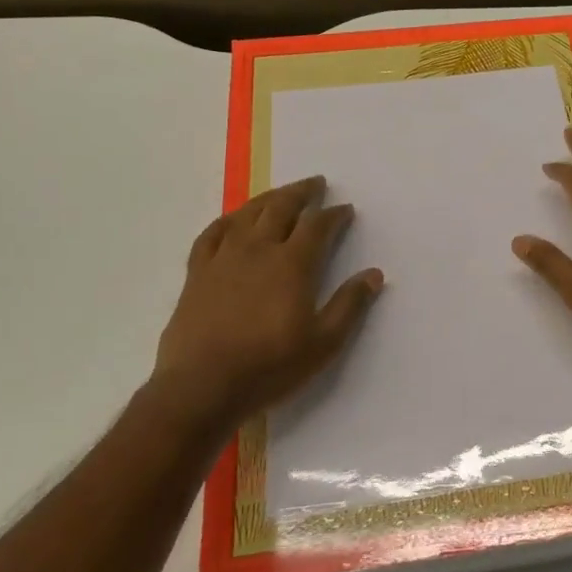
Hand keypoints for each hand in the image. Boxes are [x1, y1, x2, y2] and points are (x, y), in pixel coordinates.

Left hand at [153, 176, 382, 420]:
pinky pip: (211, 234)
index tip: (345, 209)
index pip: (318, 226)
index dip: (334, 215)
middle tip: (316, 184)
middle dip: (302, 193)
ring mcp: (223, 258)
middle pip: (281, 208)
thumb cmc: (270, 366)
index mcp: (292, 264)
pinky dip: (227, 220)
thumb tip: (374, 274)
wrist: (202, 387)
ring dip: (268, 198)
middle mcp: (258, 250)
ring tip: (281, 193)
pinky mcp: (197, 273)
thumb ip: (350, 305)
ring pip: (247, 214)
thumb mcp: (324, 343)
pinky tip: (233, 220)